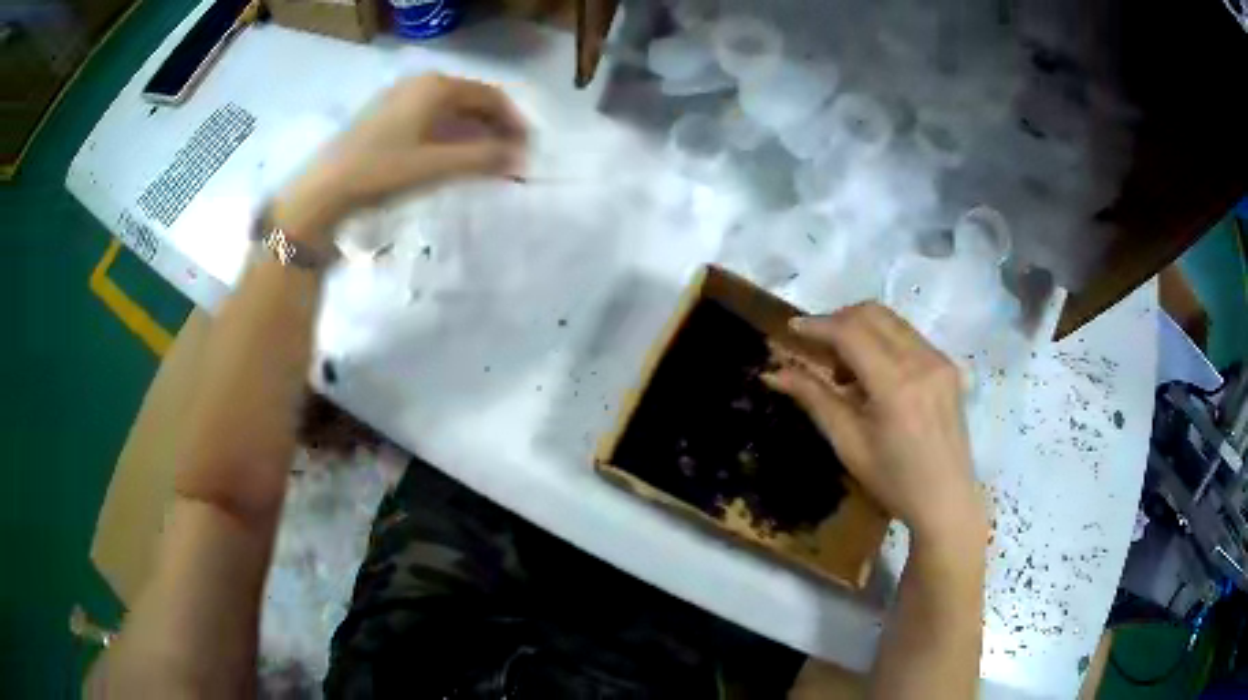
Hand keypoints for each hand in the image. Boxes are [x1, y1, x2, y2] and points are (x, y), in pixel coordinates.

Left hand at [274, 74, 526, 234]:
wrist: (323, 191)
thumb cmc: (381, 172)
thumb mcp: (436, 166)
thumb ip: (483, 159)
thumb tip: (520, 159)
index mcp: (436, 87)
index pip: (490, 96)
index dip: (513, 121)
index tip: (526, 149)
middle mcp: (420, 84)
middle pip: (470, 101)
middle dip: (493, 127)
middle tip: (508, 158)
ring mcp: (399, 98)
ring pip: (449, 111)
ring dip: (472, 133)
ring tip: (484, 162)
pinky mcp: (384, 117)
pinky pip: (429, 119)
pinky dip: (448, 136)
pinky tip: (451, 158)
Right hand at [764, 302, 986, 552]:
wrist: (946, 500)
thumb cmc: (893, 481)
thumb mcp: (848, 443)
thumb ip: (814, 399)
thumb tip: (774, 373)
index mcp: (896, 384)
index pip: (851, 332)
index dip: (818, 325)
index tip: (791, 330)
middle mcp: (922, 360)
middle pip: (872, 313)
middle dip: (838, 320)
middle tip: (818, 350)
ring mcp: (940, 359)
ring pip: (891, 320)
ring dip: (861, 329)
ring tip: (846, 368)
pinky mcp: (949, 365)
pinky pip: (909, 335)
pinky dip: (884, 341)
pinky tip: (876, 374)